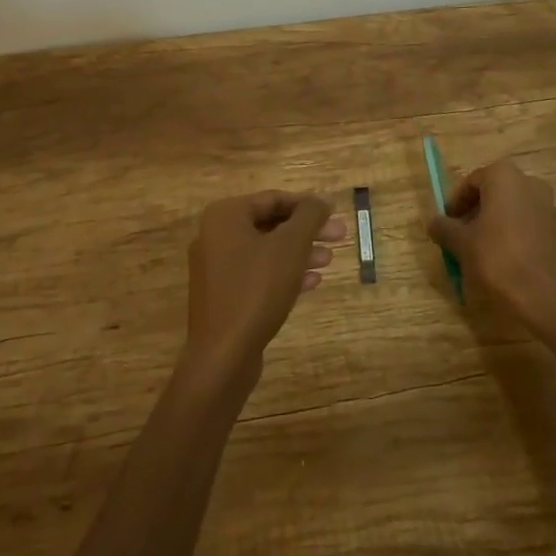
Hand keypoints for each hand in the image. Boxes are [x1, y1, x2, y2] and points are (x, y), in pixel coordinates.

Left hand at [185, 192, 342, 372]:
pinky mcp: (222, 296)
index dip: (307, 205)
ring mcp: (216, 268)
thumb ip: (309, 216)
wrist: (222, 356)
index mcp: (225, 216)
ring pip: (266, 251)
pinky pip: (257, 274)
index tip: (334, 213)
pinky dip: (284, 274)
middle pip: (271, 224)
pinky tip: (312, 283)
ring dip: (299, 253)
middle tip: (340, 236)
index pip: (273, 199)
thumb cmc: (256, 290)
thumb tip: (323, 199)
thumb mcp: (290, 246)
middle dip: (306, 231)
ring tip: (329, 260)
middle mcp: (215, 236)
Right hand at [426, 159, 555, 325]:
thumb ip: (444, 228)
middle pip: (492, 193)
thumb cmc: (498, 259)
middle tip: (460, 236)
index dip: (455, 203)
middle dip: (474, 212)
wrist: (545, 298)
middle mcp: (528, 183)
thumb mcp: (461, 243)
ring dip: (493, 224)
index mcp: (504, 176)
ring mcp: (546, 206)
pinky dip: (511, 234)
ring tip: (478, 250)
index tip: (446, 224)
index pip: (471, 182)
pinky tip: (501, 259)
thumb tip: (433, 222)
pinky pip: (526, 224)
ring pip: (510, 209)